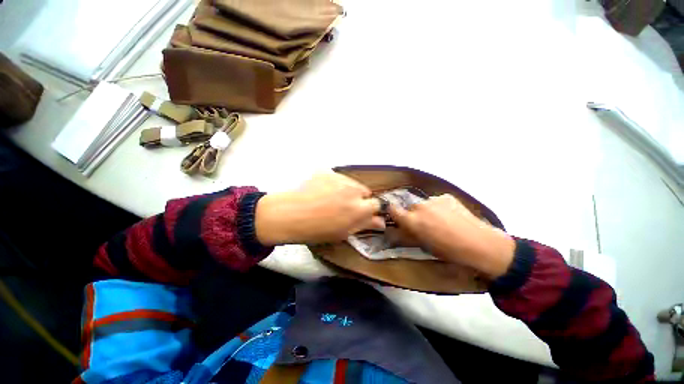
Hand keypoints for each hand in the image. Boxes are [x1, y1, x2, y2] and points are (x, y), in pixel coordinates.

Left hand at [255, 173, 384, 244]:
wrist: (287, 214)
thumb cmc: (315, 230)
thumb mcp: (343, 233)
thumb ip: (364, 225)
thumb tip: (381, 222)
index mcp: (359, 209)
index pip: (377, 204)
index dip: (370, 208)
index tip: (362, 212)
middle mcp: (354, 190)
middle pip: (365, 191)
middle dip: (359, 198)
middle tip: (344, 206)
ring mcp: (340, 178)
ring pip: (352, 183)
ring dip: (347, 190)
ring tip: (330, 197)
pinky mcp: (327, 171)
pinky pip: (337, 177)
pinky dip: (333, 183)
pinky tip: (320, 190)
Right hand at [389, 194, 514, 278]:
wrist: (479, 244)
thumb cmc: (448, 251)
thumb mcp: (423, 247)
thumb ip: (406, 236)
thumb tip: (394, 231)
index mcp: (411, 220)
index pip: (392, 209)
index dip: (393, 213)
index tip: (398, 218)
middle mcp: (419, 206)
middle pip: (410, 207)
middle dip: (413, 214)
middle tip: (424, 225)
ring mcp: (433, 199)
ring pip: (424, 203)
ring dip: (426, 210)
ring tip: (440, 220)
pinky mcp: (446, 196)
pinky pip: (436, 201)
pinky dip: (439, 207)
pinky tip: (450, 216)